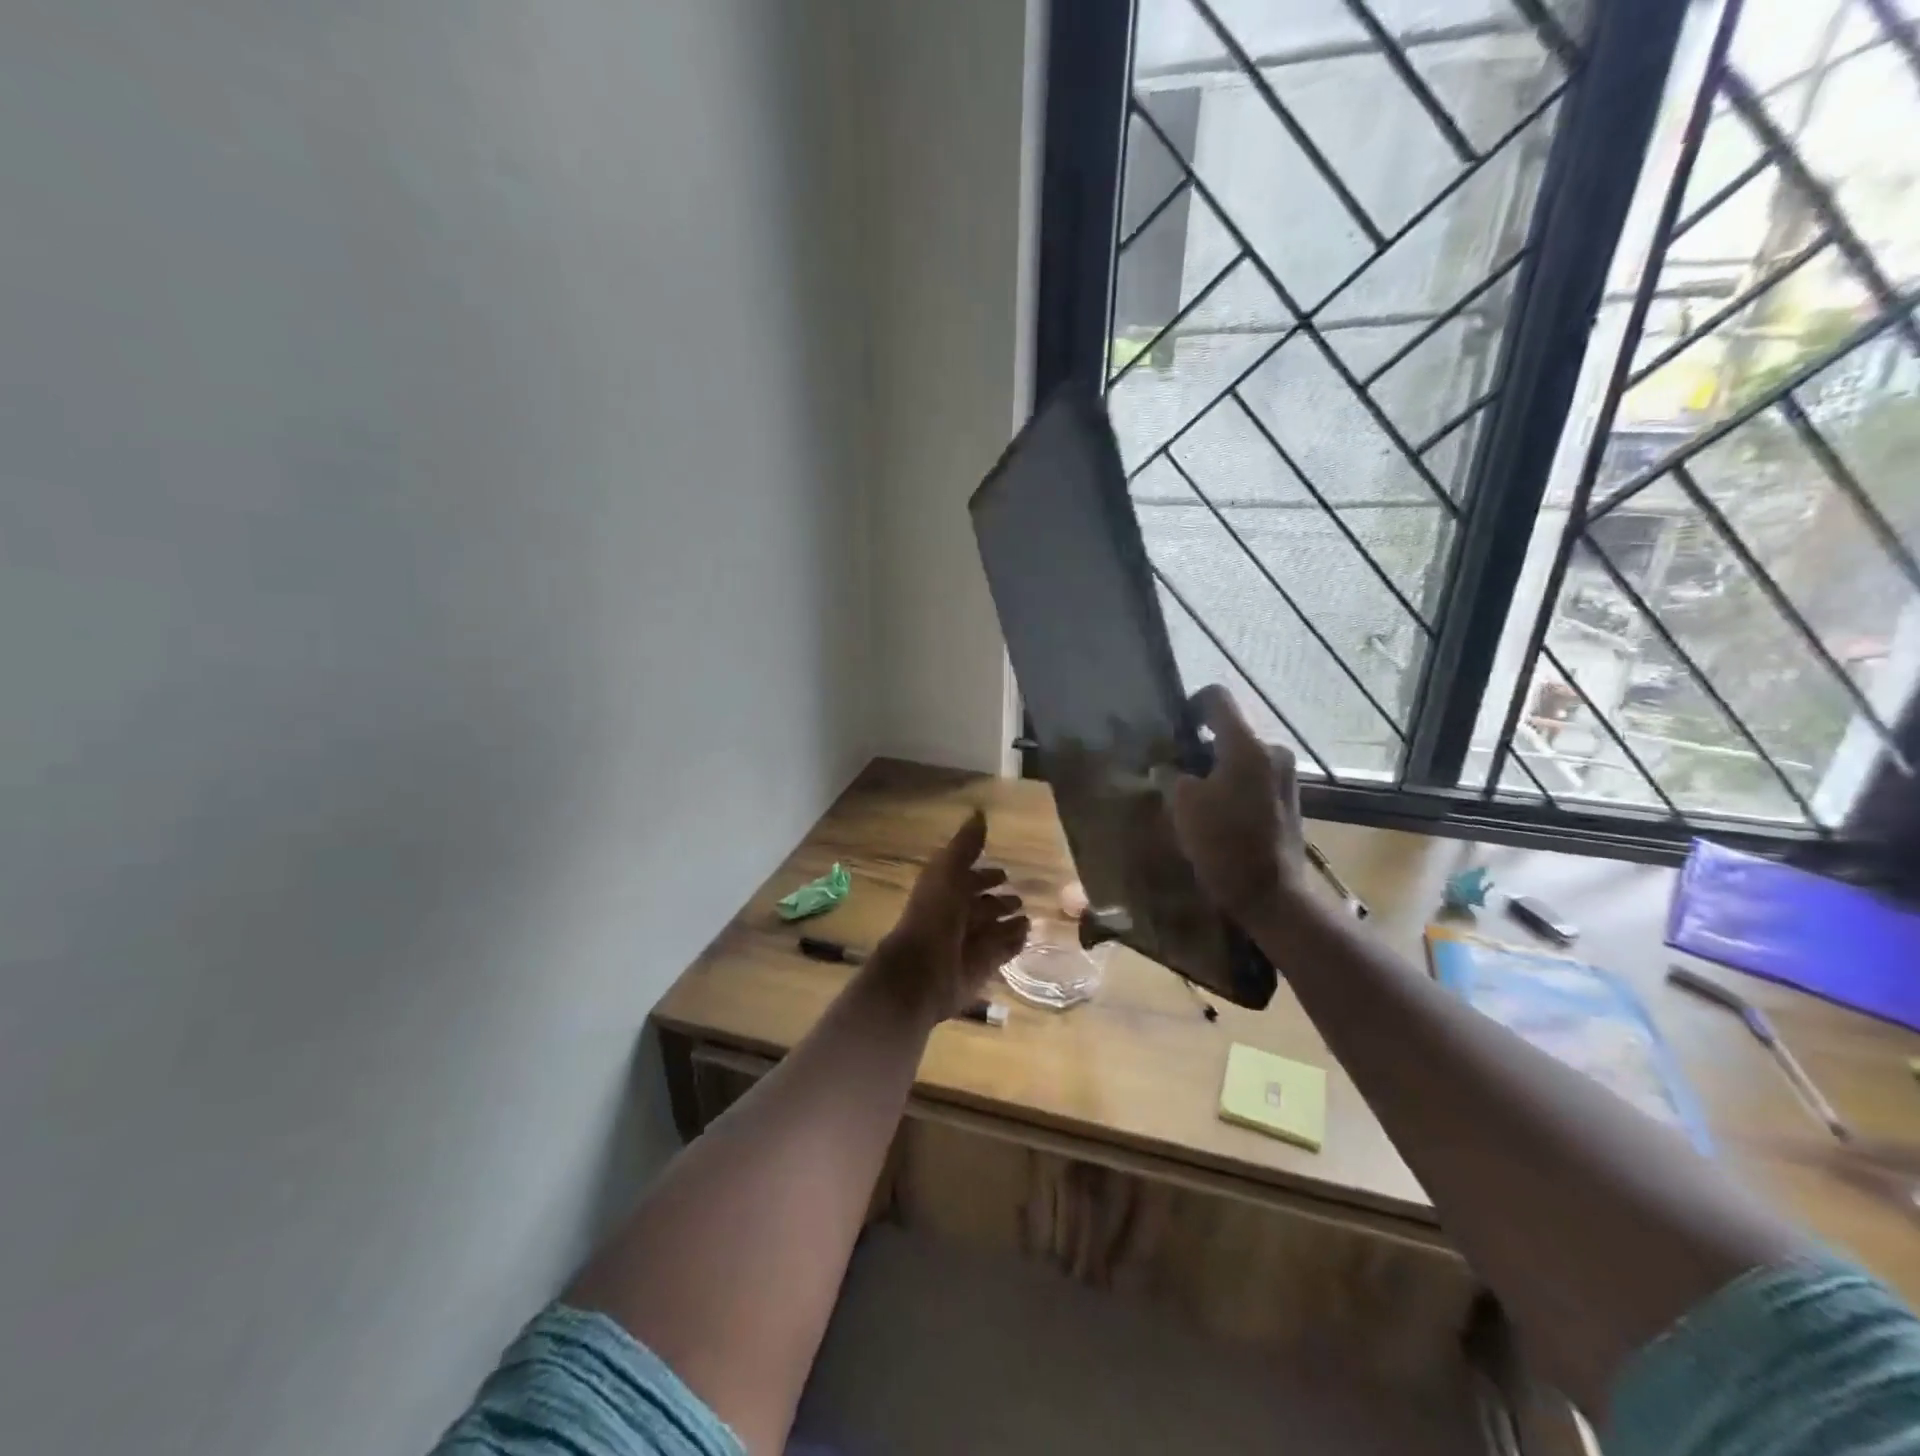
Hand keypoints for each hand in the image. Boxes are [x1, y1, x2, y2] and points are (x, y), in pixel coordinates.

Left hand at [872, 809, 1027, 1020]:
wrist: (923, 970)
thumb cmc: (934, 914)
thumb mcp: (948, 870)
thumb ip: (965, 845)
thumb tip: (979, 812)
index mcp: (945, 891)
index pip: (969, 879)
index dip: (985, 875)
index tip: (1005, 872)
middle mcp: (956, 916)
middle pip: (982, 906)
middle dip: (1000, 900)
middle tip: (1022, 897)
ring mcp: (969, 943)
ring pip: (993, 929)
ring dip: (1009, 922)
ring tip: (1030, 917)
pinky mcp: (981, 967)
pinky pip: (1002, 951)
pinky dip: (1014, 942)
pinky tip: (1028, 935)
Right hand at [1169, 685, 1304, 922]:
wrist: (1272, 895)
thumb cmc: (1224, 845)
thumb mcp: (1183, 805)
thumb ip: (1171, 774)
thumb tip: (1167, 765)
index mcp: (1247, 746)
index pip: (1217, 698)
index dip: (1189, 705)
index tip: (1172, 732)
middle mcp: (1272, 752)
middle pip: (1229, 730)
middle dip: (1200, 746)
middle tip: (1175, 772)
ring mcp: (1285, 776)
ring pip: (1240, 756)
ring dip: (1215, 769)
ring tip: (1194, 799)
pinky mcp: (1288, 799)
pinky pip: (1253, 778)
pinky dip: (1232, 786)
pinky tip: (1217, 815)